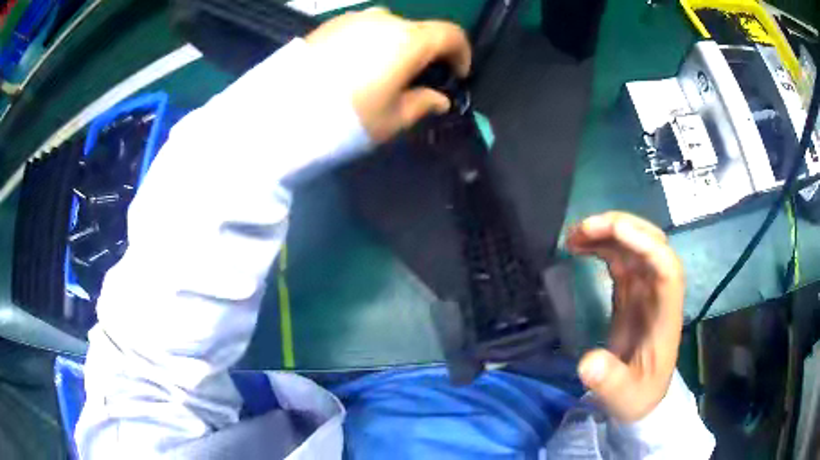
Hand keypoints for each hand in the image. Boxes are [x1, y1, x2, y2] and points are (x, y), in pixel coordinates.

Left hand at [305, 8, 470, 142]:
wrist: (282, 111)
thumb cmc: (348, 117)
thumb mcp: (392, 118)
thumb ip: (423, 104)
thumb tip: (439, 99)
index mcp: (409, 40)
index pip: (451, 35)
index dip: (461, 53)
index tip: (457, 74)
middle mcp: (385, 20)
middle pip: (419, 30)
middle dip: (427, 52)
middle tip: (416, 79)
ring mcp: (355, 18)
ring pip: (390, 27)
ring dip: (396, 45)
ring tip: (383, 73)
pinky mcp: (331, 24)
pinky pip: (363, 28)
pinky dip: (371, 42)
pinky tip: (355, 65)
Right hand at [566, 212, 684, 421]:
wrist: (643, 395)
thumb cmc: (639, 394)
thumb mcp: (624, 396)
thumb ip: (609, 381)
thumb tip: (588, 363)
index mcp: (665, 313)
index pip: (665, 266)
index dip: (644, 243)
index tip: (612, 232)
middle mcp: (658, 292)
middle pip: (652, 242)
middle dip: (621, 227)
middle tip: (583, 229)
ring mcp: (645, 289)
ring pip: (634, 244)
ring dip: (607, 232)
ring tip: (573, 236)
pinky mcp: (631, 291)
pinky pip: (619, 257)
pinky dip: (601, 246)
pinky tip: (579, 246)